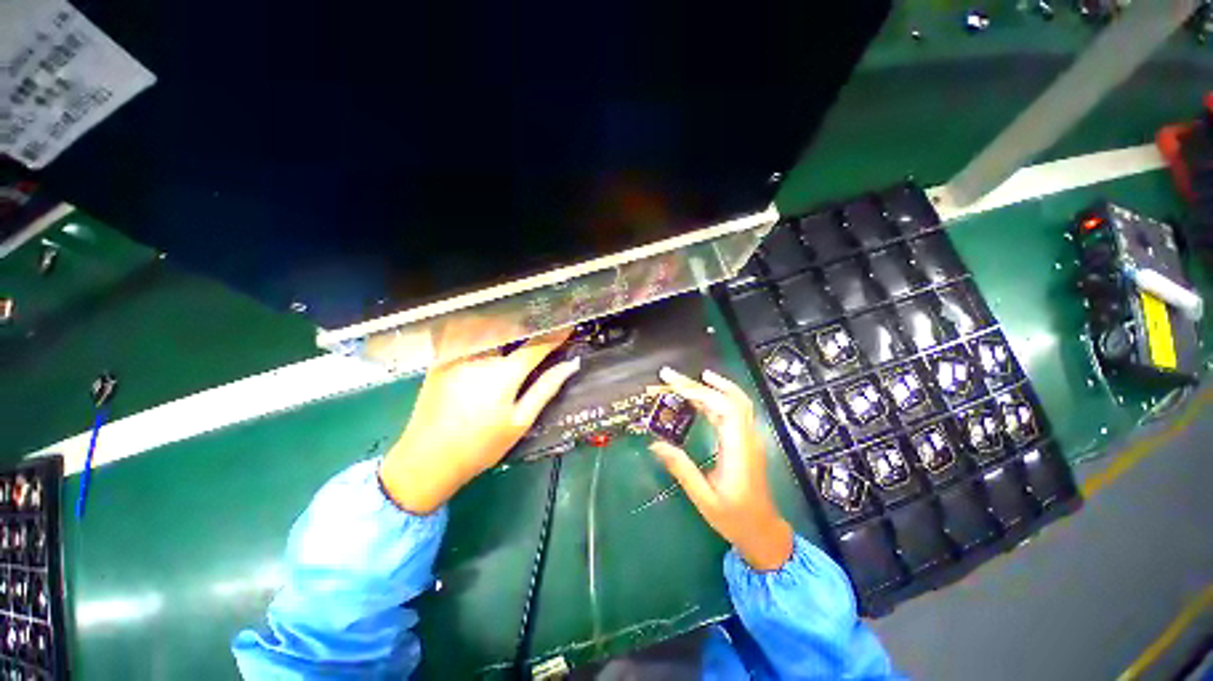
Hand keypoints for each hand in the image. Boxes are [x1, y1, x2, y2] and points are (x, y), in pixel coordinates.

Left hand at [379, 324, 579, 513]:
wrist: (427, 461)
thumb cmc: (481, 446)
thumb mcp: (520, 421)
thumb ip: (546, 388)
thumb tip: (571, 365)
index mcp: (504, 374)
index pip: (536, 346)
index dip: (554, 335)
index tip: (567, 327)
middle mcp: (480, 357)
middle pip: (509, 330)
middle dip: (528, 325)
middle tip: (539, 329)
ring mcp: (456, 356)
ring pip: (485, 328)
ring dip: (502, 325)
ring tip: (514, 330)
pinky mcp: (439, 361)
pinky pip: (462, 334)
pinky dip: (478, 330)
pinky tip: (484, 341)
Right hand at [650, 367, 793, 570]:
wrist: (764, 532)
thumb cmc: (735, 518)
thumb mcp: (704, 499)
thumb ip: (681, 469)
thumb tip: (655, 444)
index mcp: (738, 449)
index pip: (722, 407)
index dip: (698, 391)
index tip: (673, 383)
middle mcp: (747, 437)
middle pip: (728, 398)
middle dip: (698, 384)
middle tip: (670, 376)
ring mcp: (750, 437)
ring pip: (735, 400)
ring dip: (711, 386)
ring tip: (686, 380)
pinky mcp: (747, 440)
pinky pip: (734, 410)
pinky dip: (717, 397)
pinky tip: (702, 397)